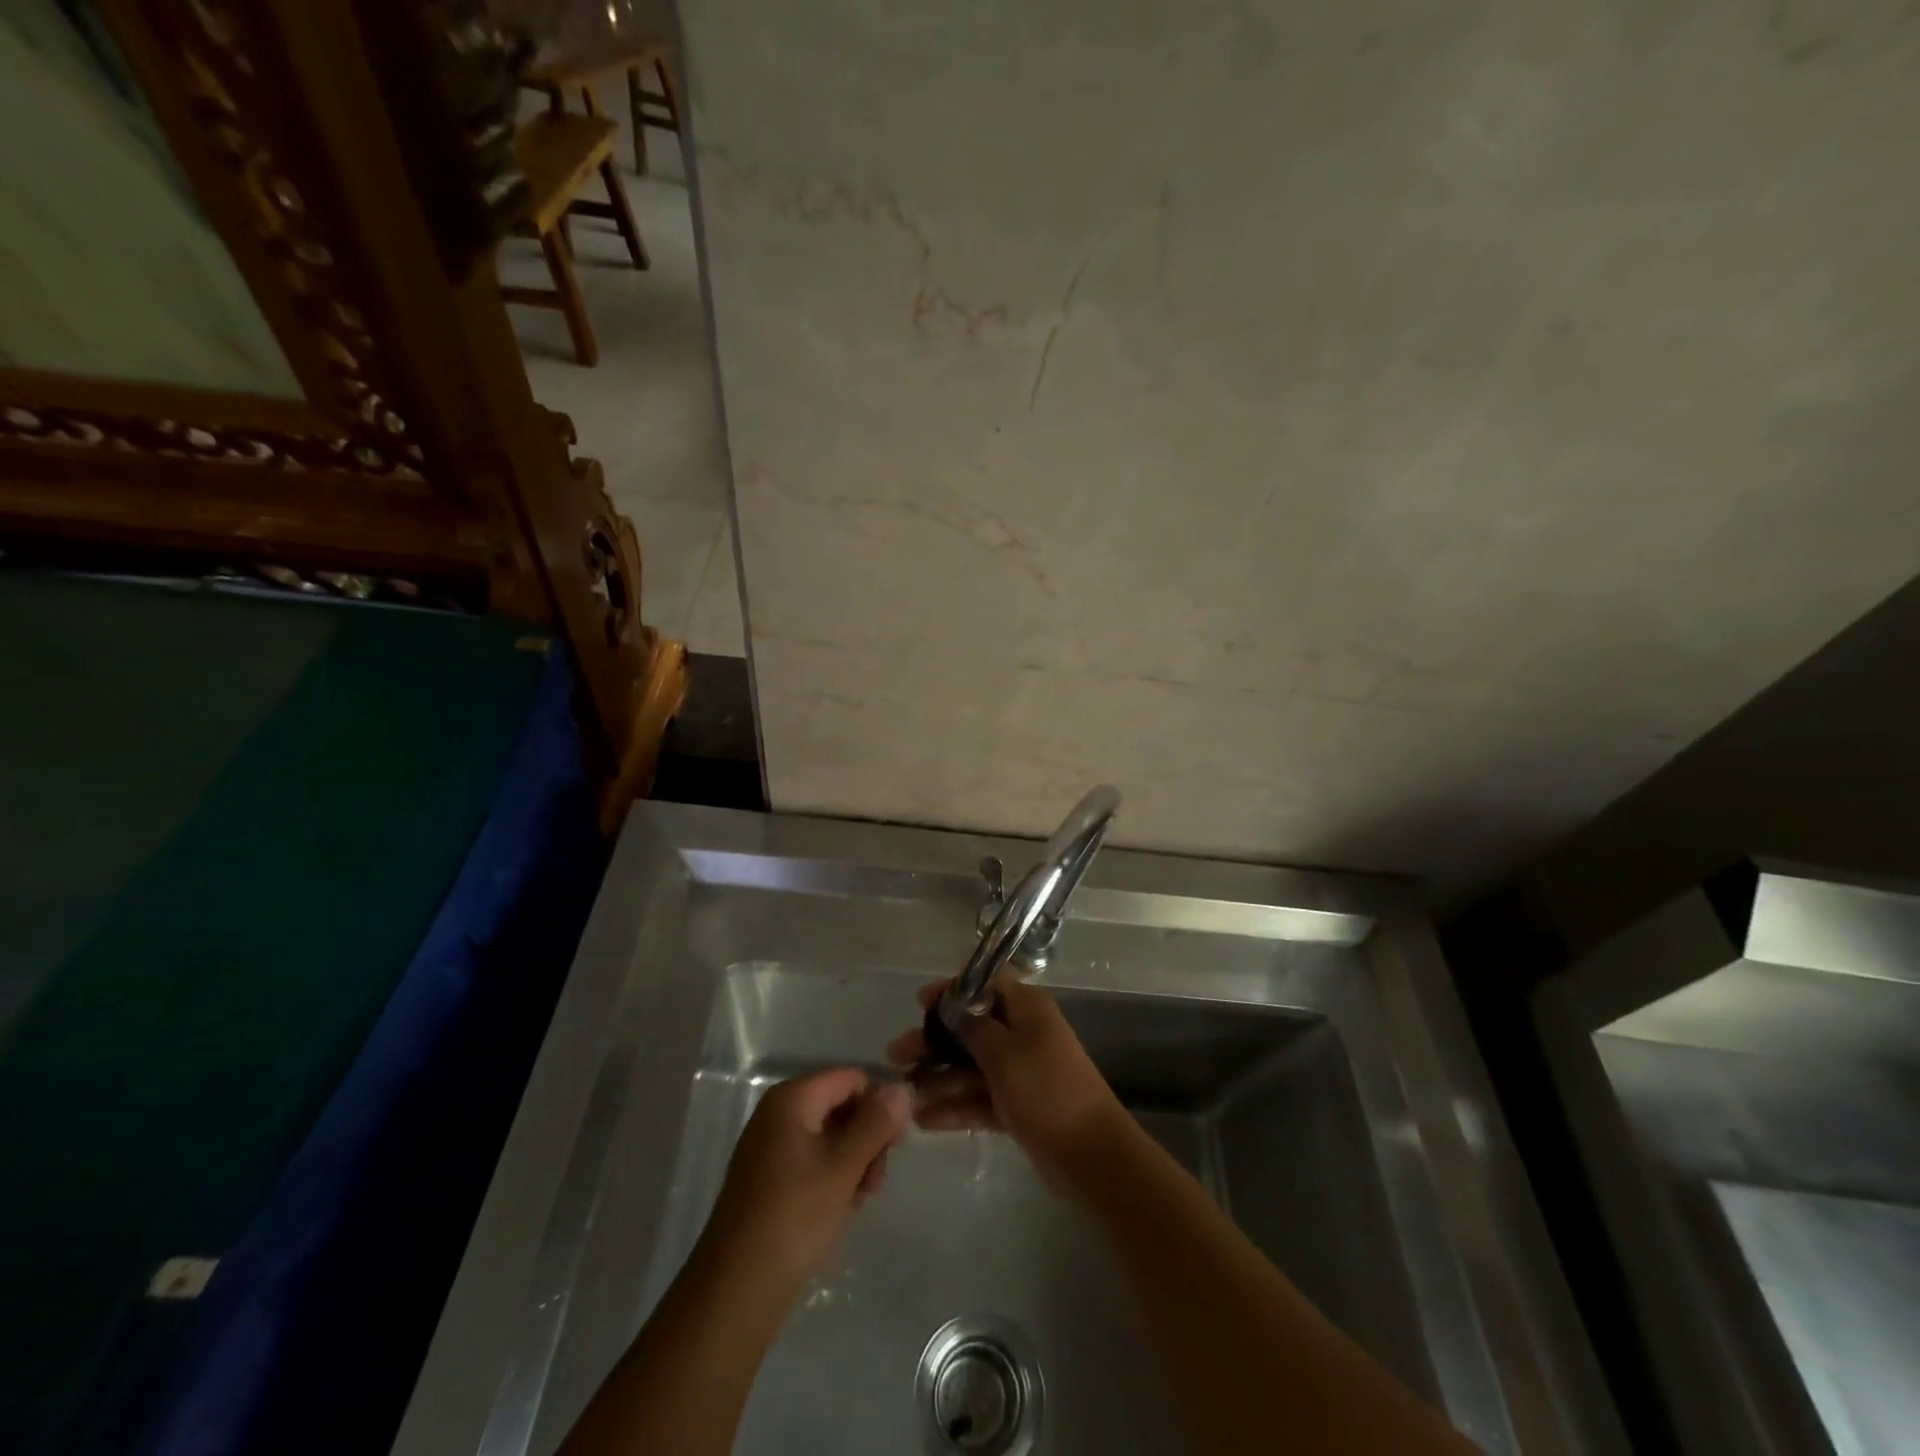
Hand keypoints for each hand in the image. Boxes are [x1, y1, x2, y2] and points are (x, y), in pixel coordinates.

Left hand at [697, 1068, 910, 1300]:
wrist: (735, 1290)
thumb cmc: (794, 1217)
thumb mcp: (844, 1167)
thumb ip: (876, 1123)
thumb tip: (902, 1088)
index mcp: (792, 1098)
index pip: (851, 1079)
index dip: (879, 1105)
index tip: (895, 1146)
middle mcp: (777, 1113)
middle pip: (840, 1106)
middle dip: (866, 1138)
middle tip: (875, 1182)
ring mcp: (769, 1146)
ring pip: (829, 1137)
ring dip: (853, 1162)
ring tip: (857, 1201)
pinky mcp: (767, 1178)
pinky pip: (811, 1161)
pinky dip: (831, 1177)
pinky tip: (839, 1209)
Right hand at [887, 977, 1125, 1186]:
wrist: (1089, 1155)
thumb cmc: (1045, 1088)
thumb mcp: (1004, 1051)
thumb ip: (972, 1027)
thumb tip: (950, 1004)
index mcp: (1027, 1009)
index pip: (985, 985)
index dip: (952, 991)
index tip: (919, 1003)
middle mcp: (1023, 1034)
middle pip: (971, 1028)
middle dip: (934, 1040)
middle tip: (897, 1053)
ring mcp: (1020, 1072)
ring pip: (971, 1066)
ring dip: (939, 1077)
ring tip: (903, 1092)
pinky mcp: (1017, 1107)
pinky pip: (979, 1099)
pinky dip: (955, 1106)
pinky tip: (923, 1120)